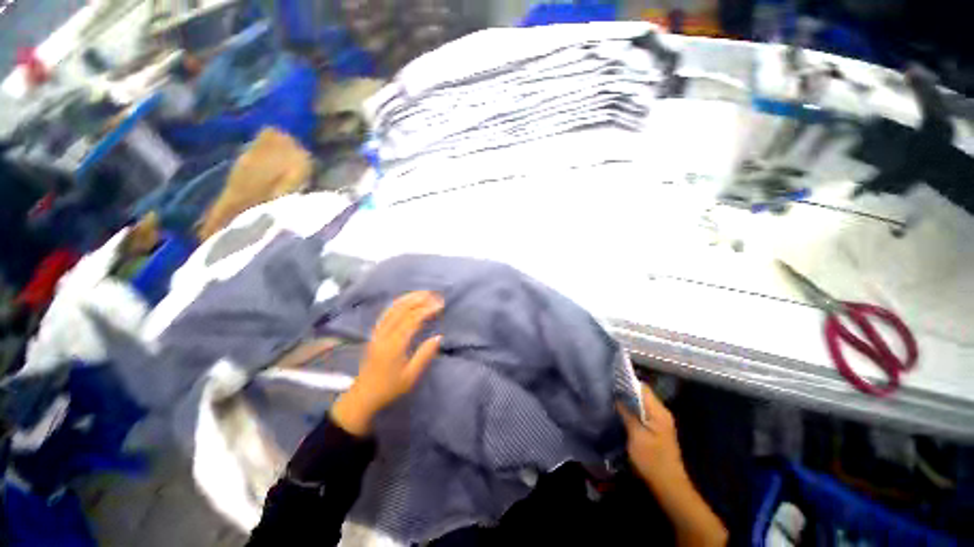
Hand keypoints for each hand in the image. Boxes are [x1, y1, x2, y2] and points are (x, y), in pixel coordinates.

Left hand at [331, 291, 442, 435]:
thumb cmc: (389, 387)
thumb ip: (425, 355)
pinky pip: (386, 313)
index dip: (426, 310)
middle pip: (401, 310)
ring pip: (392, 309)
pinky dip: (397, 304)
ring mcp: (377, 332)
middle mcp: (384, 334)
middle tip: (434, 294)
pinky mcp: (374, 333)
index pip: (412, 320)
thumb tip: (439, 337)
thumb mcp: (410, 376)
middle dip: (419, 299)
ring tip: (423, 293)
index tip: (440, 304)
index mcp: (394, 345)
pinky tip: (406, 301)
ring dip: (408, 298)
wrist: (363, 395)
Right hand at [618, 383, 687, 490]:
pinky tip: (619, 413)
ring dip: (627, 401)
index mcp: (659, 411)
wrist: (669, 486)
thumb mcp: (636, 436)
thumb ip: (627, 414)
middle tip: (607, 390)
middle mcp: (661, 412)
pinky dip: (631, 410)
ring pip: (641, 403)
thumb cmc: (652, 460)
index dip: (626, 382)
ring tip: (610, 399)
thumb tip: (616, 397)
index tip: (610, 380)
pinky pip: (642, 413)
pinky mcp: (656, 429)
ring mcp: (660, 421)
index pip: (642, 387)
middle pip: (642, 394)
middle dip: (625, 391)